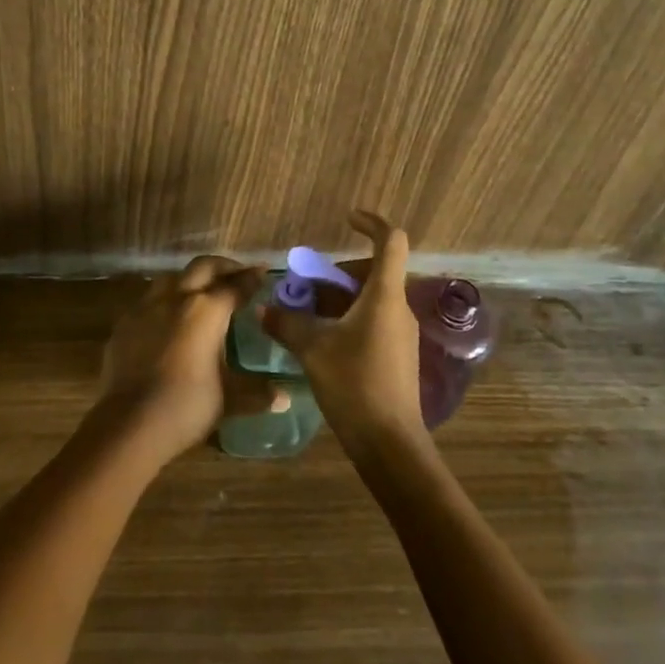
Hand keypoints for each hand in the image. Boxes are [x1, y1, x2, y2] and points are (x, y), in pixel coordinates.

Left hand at [96, 255, 271, 466]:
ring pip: (172, 277)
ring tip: (201, 291)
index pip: (235, 286)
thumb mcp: (228, 399)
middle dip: (223, 267)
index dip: (251, 278)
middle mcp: (177, 297)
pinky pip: (149, 300)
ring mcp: (147, 307)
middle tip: (236, 274)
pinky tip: (168, 318)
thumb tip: (285, 398)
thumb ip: (256, 392)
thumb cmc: (186, 407)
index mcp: (207, 310)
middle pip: (203, 267)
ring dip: (191, 279)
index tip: (262, 272)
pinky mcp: (125, 323)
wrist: (128, 424)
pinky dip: (165, 301)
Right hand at [261, 210, 425, 454]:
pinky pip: (373, 321)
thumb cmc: (355, 384)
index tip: (347, 219)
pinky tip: (322, 340)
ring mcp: (401, 333)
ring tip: (307, 312)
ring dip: (340, 298)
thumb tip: (263, 309)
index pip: (391, 241)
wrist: (390, 444)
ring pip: (371, 299)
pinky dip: (348, 318)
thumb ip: (287, 323)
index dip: (371, 223)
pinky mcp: (397, 356)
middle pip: (375, 271)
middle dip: (339, 271)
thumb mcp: (313, 349)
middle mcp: (398, 308)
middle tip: (308, 283)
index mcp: (385, 295)